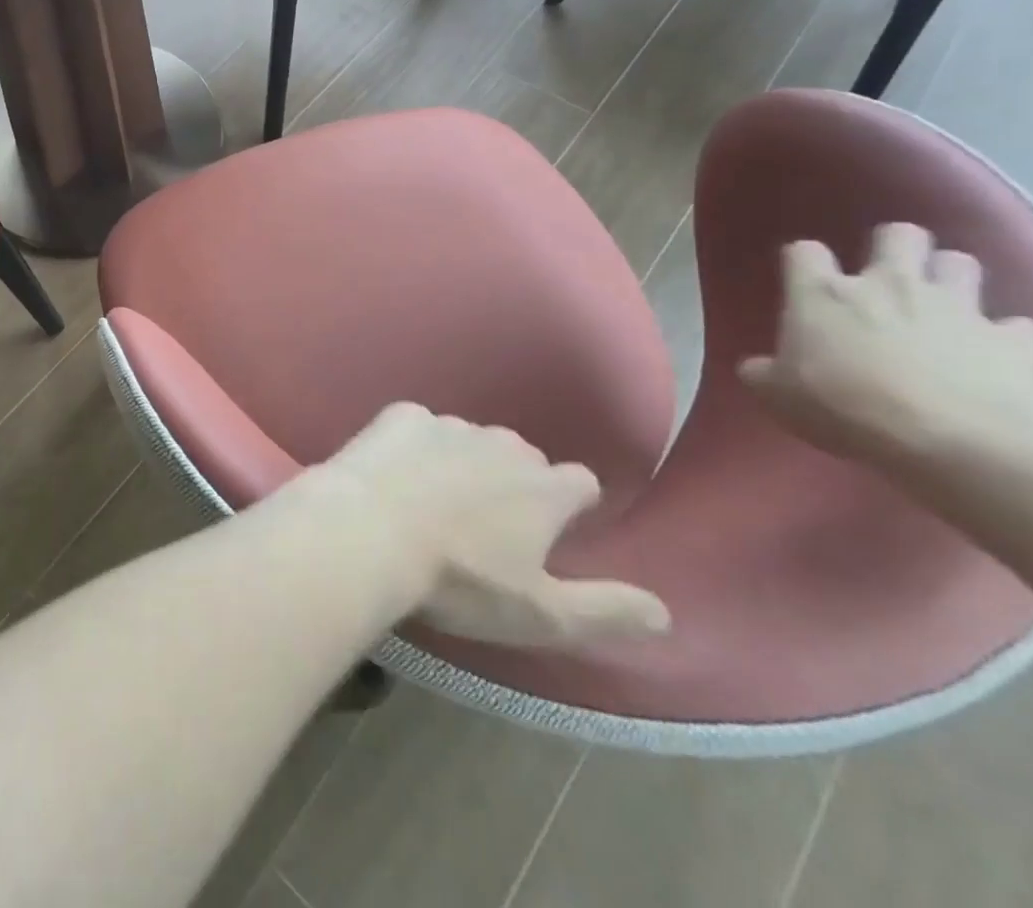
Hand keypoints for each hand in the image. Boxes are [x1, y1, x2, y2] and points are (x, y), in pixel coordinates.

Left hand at [316, 403, 669, 647]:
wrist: (367, 531)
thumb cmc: (458, 580)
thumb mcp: (541, 615)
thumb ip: (607, 612)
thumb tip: (665, 613)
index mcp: (543, 489)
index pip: (581, 482)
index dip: (571, 503)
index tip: (554, 526)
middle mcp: (501, 444)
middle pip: (522, 456)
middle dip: (512, 481)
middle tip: (483, 521)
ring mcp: (447, 424)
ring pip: (469, 438)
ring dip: (461, 460)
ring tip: (433, 498)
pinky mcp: (399, 416)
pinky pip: (417, 426)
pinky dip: (412, 444)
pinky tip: (394, 472)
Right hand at [739, 223, 1032, 463]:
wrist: (953, 439)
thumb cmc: (844, 407)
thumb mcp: (778, 395)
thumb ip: (765, 371)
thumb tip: (759, 367)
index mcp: (822, 294)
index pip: (804, 251)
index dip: (804, 262)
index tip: (805, 281)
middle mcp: (888, 285)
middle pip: (898, 235)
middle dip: (895, 247)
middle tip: (887, 275)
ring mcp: (957, 307)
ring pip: (960, 262)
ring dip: (950, 278)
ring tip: (941, 305)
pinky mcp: (1014, 339)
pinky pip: (1017, 325)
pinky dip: (1004, 335)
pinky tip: (994, 354)